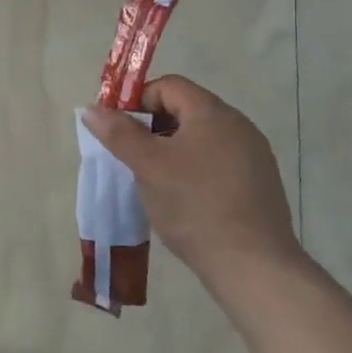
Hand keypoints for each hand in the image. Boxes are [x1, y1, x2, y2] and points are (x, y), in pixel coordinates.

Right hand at [83, 75, 301, 291]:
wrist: (253, 266)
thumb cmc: (194, 206)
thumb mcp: (147, 166)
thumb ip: (118, 133)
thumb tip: (91, 109)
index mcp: (213, 113)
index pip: (169, 85)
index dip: (138, 100)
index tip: (118, 128)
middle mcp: (239, 126)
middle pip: (187, 109)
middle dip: (153, 126)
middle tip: (132, 155)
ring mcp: (254, 155)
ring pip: (202, 137)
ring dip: (173, 148)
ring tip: (154, 179)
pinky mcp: (260, 184)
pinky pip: (219, 161)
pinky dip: (195, 168)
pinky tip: (184, 198)